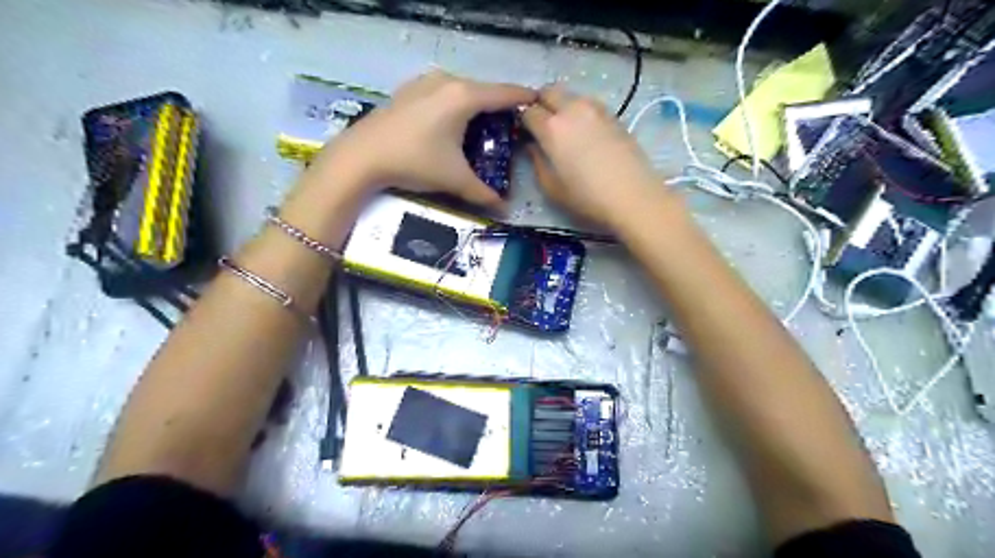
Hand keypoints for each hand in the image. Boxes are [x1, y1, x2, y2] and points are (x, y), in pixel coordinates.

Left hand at [308, 69, 537, 209]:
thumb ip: (483, 193)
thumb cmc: (414, 162)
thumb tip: (505, 210)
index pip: (505, 93)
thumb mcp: (454, 179)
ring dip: (476, 106)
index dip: (524, 98)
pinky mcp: (409, 90)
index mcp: (464, 97)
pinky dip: (455, 105)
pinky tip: (451, 125)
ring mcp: (425, 82)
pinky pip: (443, 93)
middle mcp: (447, 81)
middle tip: (510, 127)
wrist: (361, 156)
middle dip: (499, 107)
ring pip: (462, 90)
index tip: (539, 104)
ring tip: (483, 127)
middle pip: (484, 90)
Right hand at [522, 85, 666, 228]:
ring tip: (564, 128)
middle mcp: (572, 109)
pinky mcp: (614, 115)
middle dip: (540, 103)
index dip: (523, 121)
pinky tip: (584, 133)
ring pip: (570, 95)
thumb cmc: (587, 197)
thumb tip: (533, 146)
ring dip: (561, 105)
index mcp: (552, 127)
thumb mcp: (552, 187)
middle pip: (549, 91)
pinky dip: (580, 111)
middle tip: (540, 124)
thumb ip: (537, 162)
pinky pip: (588, 104)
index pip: (528, 111)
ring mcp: (596, 109)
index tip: (524, 133)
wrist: (633, 196)